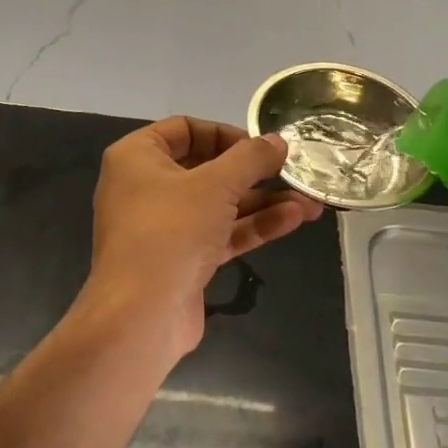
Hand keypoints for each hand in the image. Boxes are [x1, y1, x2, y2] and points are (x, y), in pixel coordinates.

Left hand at [82, 116, 322, 360]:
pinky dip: (254, 225)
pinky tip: (294, 219)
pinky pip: (222, 233)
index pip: (184, 129)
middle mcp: (147, 187)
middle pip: (207, 168)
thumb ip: (251, 158)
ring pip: (219, 204)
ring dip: (263, 201)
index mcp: (138, 157)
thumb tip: (279, 141)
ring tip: (309, 200)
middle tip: (291, 171)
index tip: (260, 146)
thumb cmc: (170, 231)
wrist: (140, 318)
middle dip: (254, 172)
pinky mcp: (183, 260)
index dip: (225, 133)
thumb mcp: (216, 184)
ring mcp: (165, 227)